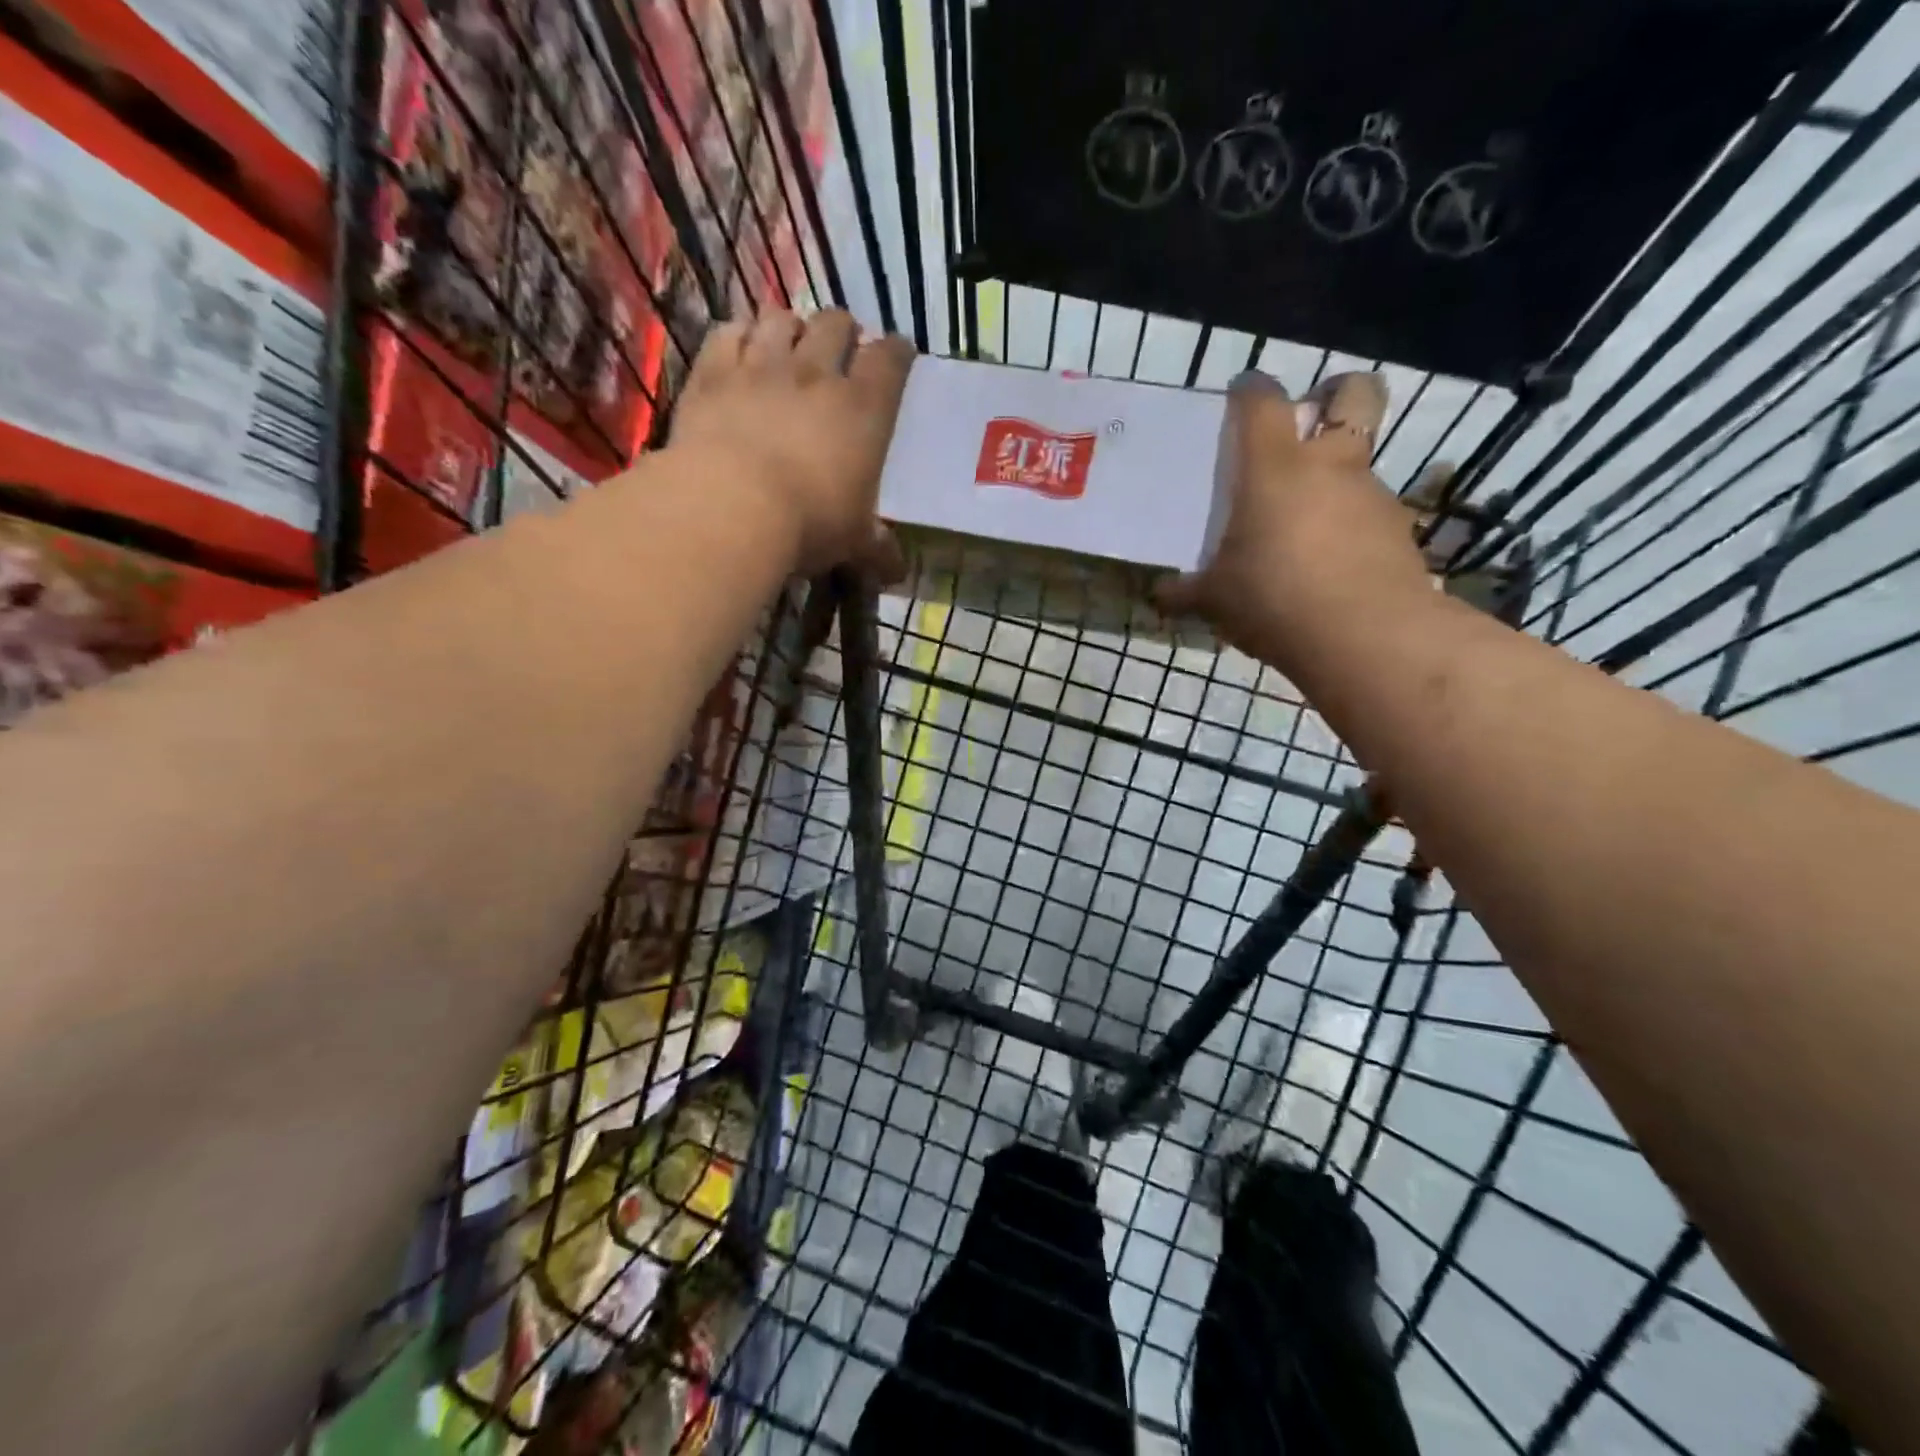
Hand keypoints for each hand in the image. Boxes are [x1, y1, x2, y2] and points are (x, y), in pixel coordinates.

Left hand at [670, 309, 914, 576]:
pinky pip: (728, 332)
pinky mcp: (713, 371)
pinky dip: (738, 335)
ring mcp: (762, 366)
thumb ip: (878, 549)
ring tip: (787, 346)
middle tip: (839, 351)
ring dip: (789, 327)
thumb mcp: (853, 542)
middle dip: (842, 331)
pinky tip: (740, 350)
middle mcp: (816, 373)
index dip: (897, 352)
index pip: (890, 360)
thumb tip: (898, 573)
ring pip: (781, 318)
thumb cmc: (808, 523)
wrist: (731, 505)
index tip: (898, 355)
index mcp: (864, 410)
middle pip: (836, 324)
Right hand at [1155, 370, 1434, 676]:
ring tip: (1306, 527)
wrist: (1366, 637)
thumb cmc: (1274, 600)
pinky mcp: (1399, 529)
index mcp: (1275, 468)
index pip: (1263, 401)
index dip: (1251, 389)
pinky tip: (1331, 565)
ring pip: (1360, 461)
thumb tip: (1159, 595)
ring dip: (1337, 478)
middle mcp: (1330, 465)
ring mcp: (1372, 494)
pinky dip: (1351, 525)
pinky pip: (1370, 512)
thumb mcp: (1215, 600)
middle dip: (1338, 395)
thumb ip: (1185, 592)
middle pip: (1355, 394)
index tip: (1240, 396)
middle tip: (1309, 426)